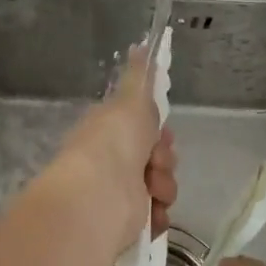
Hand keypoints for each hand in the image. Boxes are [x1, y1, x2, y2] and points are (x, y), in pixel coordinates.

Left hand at [41, 46, 176, 255]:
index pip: (145, 128)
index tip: (161, 132)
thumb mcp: (131, 99)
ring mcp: (121, 191)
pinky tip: (153, 212)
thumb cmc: (115, 141)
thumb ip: (140, 75)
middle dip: (164, 158)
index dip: (158, 130)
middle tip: (155, 160)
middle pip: (158, 156)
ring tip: (152, 189)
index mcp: (110, 131)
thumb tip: (141, 44)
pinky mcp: (129, 220)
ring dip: (164, 186)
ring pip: (163, 184)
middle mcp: (114, 160)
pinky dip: (160, 214)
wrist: (100, 193)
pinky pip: (158, 214)